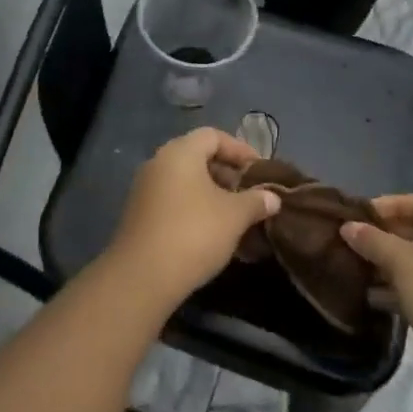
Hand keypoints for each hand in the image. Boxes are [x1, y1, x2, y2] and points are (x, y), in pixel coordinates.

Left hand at [110, 129, 279, 303]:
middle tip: (250, 194)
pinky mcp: (140, 214)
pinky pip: (174, 200)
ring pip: (186, 182)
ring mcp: (145, 188)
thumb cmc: (194, 233)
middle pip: (198, 157)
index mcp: (180, 152)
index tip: (260, 171)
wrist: (142, 276)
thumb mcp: (234, 216)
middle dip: (228, 174)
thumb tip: (272, 197)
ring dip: (213, 194)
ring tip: (237, 217)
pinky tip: (214, 233)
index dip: (240, 149)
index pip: (213, 136)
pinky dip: (195, 208)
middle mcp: (158, 163)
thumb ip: (255, 202)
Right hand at [340, 194, 412, 401]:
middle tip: (355, 242)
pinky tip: (373, 298)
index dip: (395, 204)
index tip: (364, 215)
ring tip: (357, 269)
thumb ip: (374, 241)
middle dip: (388, 236)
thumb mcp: (405, 263)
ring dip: (391, 265)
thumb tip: (347, 226)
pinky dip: (401, 291)